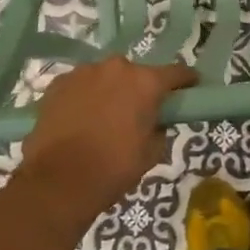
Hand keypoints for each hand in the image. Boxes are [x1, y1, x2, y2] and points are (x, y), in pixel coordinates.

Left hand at [19, 57, 197, 219]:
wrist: (58, 181)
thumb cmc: (113, 168)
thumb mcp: (151, 153)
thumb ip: (159, 129)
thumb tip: (154, 122)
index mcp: (145, 82)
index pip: (176, 73)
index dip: (186, 81)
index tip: (190, 88)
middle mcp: (116, 68)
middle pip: (136, 73)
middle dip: (140, 88)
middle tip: (138, 111)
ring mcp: (83, 72)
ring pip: (105, 77)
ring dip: (110, 90)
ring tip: (104, 117)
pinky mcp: (58, 84)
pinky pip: (80, 85)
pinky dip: (84, 96)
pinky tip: (80, 118)